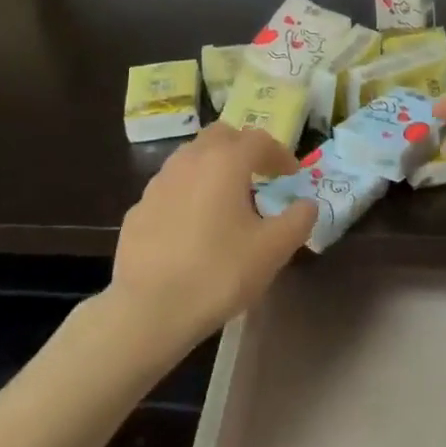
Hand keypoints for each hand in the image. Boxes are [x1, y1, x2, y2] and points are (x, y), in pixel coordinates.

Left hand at [108, 123, 317, 348]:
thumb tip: (307, 204)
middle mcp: (189, 161)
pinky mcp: (138, 209)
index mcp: (225, 162)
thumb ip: (297, 220)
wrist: (148, 309)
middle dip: (243, 149)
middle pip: (220, 137)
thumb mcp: (272, 250)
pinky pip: (171, 188)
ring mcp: (158, 183)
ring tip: (228, 199)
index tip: (292, 175)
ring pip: (191, 159)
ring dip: (214, 168)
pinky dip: (190, 193)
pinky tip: (194, 226)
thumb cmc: (219, 273)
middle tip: (259, 175)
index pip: (258, 140)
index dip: (280, 154)